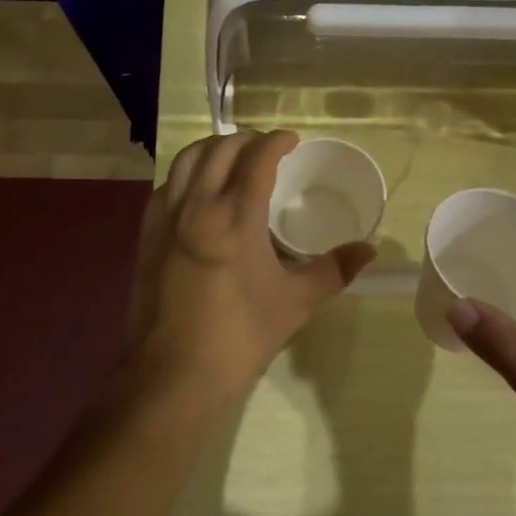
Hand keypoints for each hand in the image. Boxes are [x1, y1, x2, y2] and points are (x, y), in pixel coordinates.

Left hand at [126, 130, 375, 409]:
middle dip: (246, 140)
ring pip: (185, 161)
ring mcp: (164, 220)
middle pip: (218, 150)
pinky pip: (166, 186)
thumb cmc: (239, 337)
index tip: (291, 141)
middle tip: (268, 150)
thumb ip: (334, 270)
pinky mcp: (146, 237)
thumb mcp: (295, 303)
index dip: (276, 141)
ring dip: (212, 150)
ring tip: (234, 161)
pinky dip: (186, 175)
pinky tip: (199, 194)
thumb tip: (369, 250)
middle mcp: (195, 206)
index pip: (255, 158)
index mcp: (233, 217)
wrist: (173, 375)